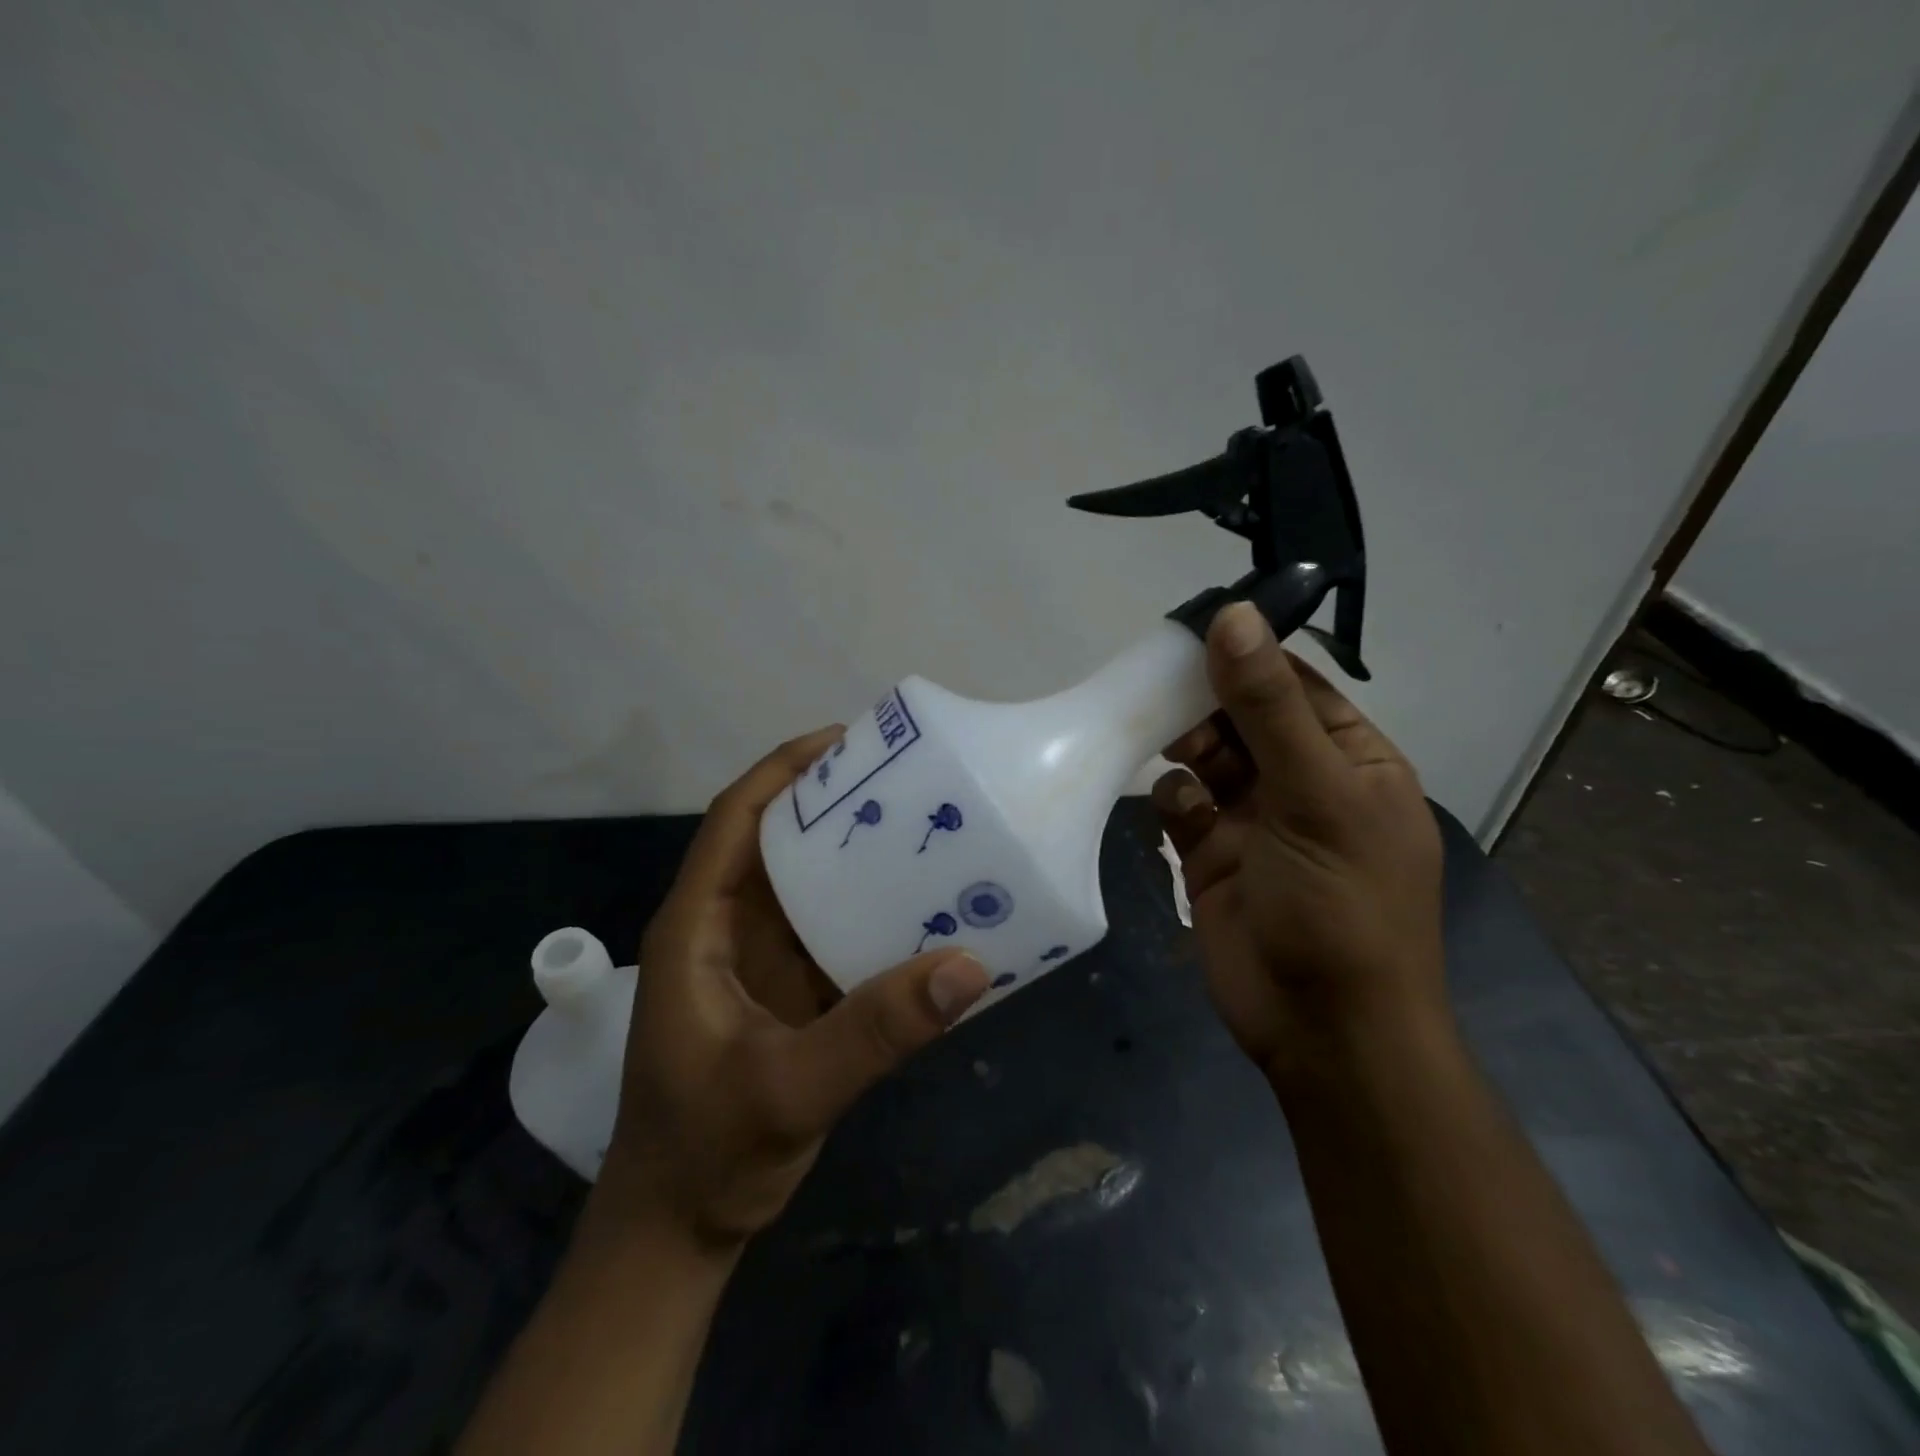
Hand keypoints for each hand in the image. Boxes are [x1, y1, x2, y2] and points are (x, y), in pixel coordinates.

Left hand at [593, 727, 989, 1249]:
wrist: (679, 1232)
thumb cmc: (707, 1152)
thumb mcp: (790, 1089)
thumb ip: (875, 1031)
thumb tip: (968, 967)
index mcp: (698, 928)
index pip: (734, 822)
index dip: (781, 771)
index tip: (843, 739)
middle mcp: (725, 931)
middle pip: (776, 841)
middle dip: (830, 800)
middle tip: (902, 776)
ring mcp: (757, 963)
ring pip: (807, 885)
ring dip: (854, 854)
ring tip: (921, 824)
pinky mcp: (787, 993)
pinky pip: (831, 931)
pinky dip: (870, 911)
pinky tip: (921, 906)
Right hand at [1153, 603, 1445, 1078]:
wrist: (1321, 1029)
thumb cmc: (1341, 904)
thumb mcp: (1315, 795)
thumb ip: (1267, 707)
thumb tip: (1234, 616)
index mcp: (1350, 761)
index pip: (1295, 686)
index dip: (1248, 656)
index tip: (1194, 631)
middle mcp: (1301, 784)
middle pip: (1243, 719)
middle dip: (1206, 704)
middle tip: (1163, 691)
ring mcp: (1253, 821)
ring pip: (1207, 759)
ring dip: (1186, 746)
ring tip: (1168, 745)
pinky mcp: (1210, 856)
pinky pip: (1182, 806)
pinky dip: (1173, 799)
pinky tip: (1176, 811)